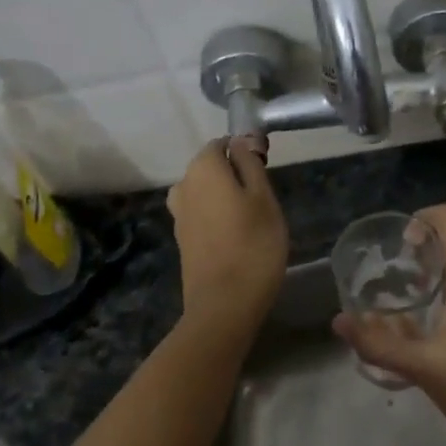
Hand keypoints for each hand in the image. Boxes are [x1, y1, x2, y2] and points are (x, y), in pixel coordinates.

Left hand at [166, 138, 286, 328]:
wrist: (224, 305)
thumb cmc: (253, 245)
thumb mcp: (263, 197)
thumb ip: (250, 163)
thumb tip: (240, 140)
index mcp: (203, 168)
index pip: (222, 144)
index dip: (245, 152)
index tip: (266, 173)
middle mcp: (184, 184)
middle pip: (212, 168)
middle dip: (235, 176)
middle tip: (264, 201)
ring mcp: (179, 214)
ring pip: (207, 192)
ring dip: (226, 198)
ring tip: (253, 220)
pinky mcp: (181, 239)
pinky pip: (202, 214)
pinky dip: (218, 218)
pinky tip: (237, 238)